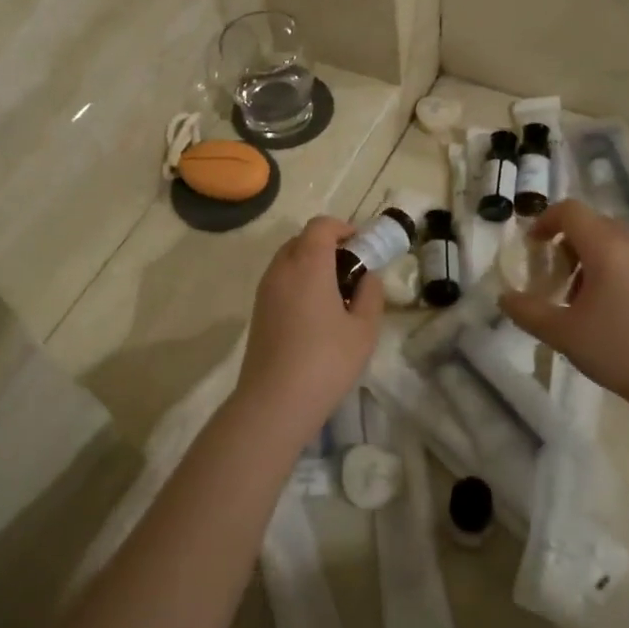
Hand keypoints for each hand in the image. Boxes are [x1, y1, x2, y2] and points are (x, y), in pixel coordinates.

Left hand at [235, 216, 383, 434]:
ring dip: (312, 265)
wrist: (274, 401)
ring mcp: (265, 290)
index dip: (343, 228)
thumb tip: (368, 277)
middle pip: (302, 240)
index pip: (321, 226)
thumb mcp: (364, 329)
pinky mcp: (258, 311)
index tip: (362, 247)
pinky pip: (280, 281)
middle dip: (328, 246)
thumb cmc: (326, 361)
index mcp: (308, 264)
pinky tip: (315, 314)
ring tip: (335, 294)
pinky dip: (298, 282)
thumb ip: (370, 294)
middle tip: (352, 270)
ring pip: (289, 260)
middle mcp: (281, 269)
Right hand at [499, 201, 628, 412]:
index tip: (531, 247)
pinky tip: (608, 308)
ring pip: (612, 241)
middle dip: (564, 244)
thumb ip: (527, 311)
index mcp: (607, 247)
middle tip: (551, 278)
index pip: (570, 210)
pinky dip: (611, 268)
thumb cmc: (619, 350)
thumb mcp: (563, 333)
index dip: (544, 221)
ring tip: (578, 297)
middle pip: (591, 224)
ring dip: (587, 257)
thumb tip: (504, 298)